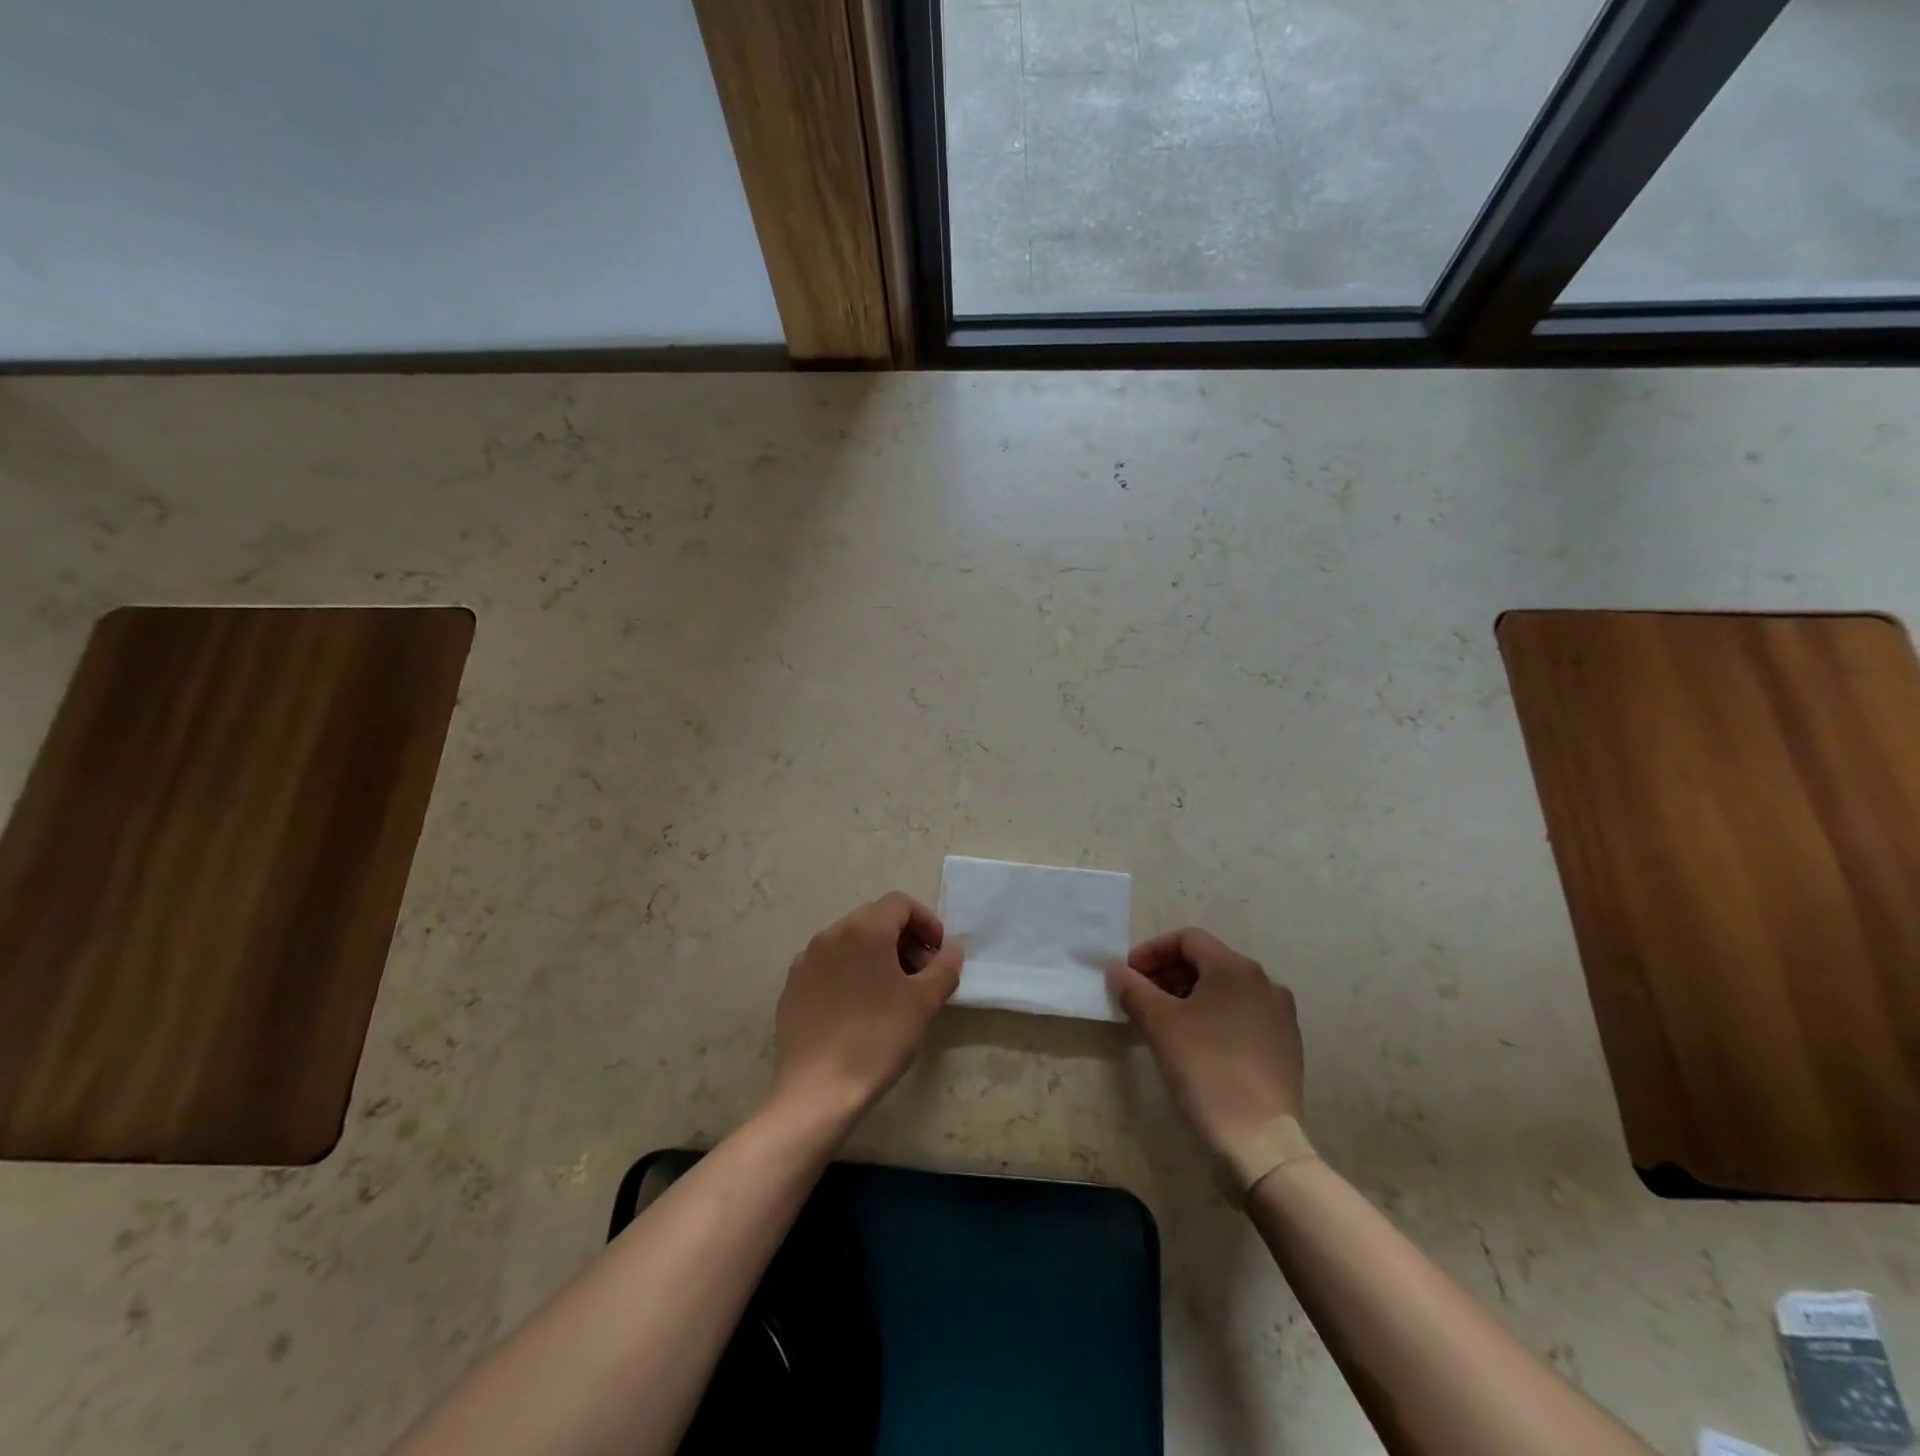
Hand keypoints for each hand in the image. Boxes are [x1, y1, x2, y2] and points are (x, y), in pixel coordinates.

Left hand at [771, 891, 962, 1124]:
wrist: (818, 1089)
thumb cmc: (878, 1038)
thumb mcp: (924, 1002)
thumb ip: (945, 966)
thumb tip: (950, 949)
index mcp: (864, 930)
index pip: (900, 903)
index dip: (926, 922)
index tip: (938, 954)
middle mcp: (831, 934)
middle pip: (874, 918)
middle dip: (903, 938)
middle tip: (920, 974)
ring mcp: (806, 960)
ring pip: (850, 941)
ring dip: (876, 955)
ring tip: (892, 992)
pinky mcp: (793, 986)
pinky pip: (828, 964)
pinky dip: (850, 972)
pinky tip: (858, 1008)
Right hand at [1107, 928, 1303, 1163]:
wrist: (1260, 1141)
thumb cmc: (1205, 1069)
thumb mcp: (1159, 1024)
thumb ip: (1133, 989)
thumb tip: (1116, 971)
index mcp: (1236, 968)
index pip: (1187, 940)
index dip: (1151, 952)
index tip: (1128, 976)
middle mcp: (1265, 983)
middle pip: (1206, 962)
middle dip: (1167, 975)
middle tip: (1139, 998)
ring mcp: (1280, 1016)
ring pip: (1224, 990)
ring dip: (1188, 996)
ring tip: (1162, 1022)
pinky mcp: (1285, 1046)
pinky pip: (1241, 1015)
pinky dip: (1212, 1017)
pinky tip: (1194, 1044)